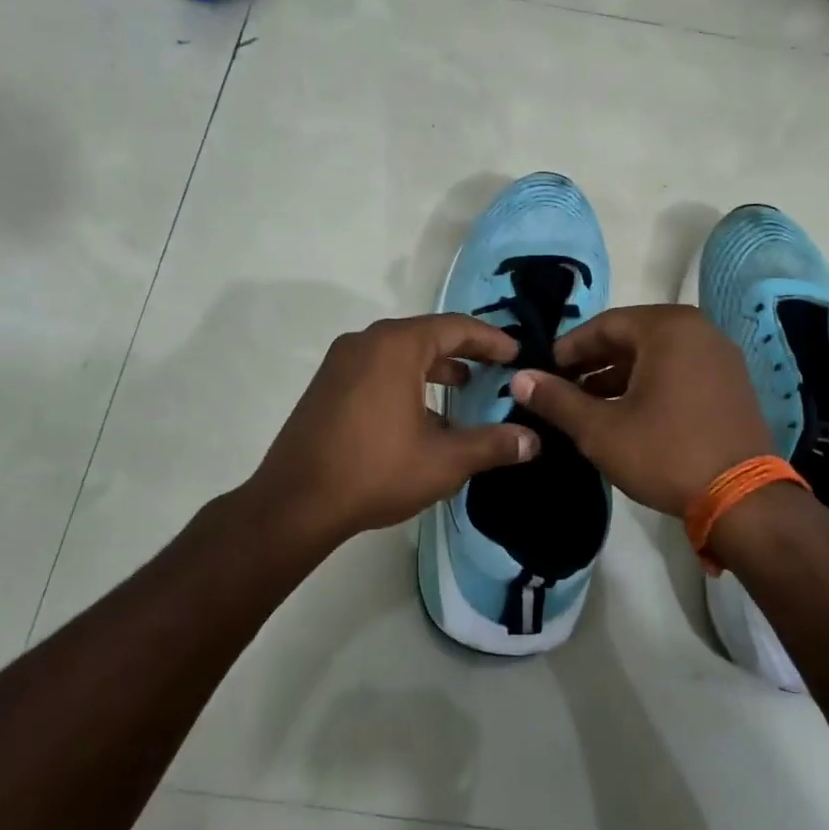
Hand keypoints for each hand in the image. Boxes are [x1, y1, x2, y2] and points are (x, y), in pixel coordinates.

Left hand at [251, 313, 538, 544]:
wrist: (296, 502)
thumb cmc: (376, 471)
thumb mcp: (444, 461)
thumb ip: (492, 445)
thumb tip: (533, 441)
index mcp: (396, 346)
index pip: (455, 327)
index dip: (491, 339)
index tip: (517, 353)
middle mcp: (365, 342)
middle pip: (426, 335)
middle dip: (464, 351)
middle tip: (496, 368)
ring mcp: (340, 363)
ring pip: (399, 353)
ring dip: (434, 367)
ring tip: (464, 387)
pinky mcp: (327, 386)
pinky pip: (377, 370)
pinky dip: (406, 380)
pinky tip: (422, 414)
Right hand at [511, 305, 770, 516]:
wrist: (743, 500)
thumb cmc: (665, 454)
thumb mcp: (601, 429)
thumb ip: (557, 399)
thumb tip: (519, 378)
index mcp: (668, 328)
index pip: (604, 325)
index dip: (568, 349)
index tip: (542, 372)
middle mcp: (699, 331)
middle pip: (631, 338)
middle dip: (592, 363)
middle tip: (561, 389)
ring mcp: (720, 358)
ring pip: (655, 357)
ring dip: (618, 377)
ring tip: (587, 406)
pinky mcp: (731, 385)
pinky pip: (679, 372)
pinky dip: (648, 386)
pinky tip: (627, 415)